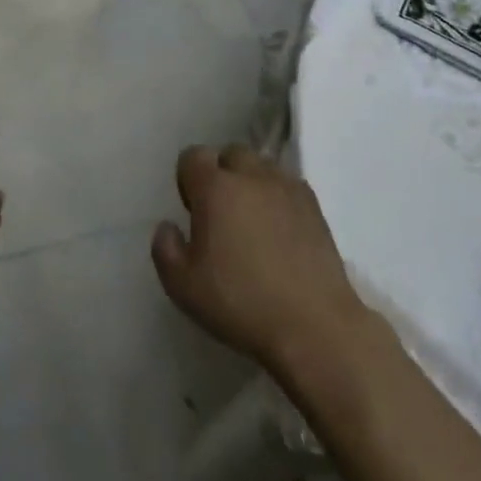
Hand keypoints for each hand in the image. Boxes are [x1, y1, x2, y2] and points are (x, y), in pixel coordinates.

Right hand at [152, 145, 369, 371]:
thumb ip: (165, 249)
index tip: (192, 210)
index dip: (187, 178)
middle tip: (221, 213)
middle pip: (231, 154)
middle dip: (222, 174)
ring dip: (252, 183)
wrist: (314, 326)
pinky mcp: (315, 207)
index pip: (193, 156)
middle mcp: (251, 176)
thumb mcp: (183, 286)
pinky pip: (288, 186)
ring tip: (253, 221)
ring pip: (263, 167)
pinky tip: (281, 232)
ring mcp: (287, 188)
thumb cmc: (241, 303)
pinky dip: (279, 198)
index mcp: (215, 188)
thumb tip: (168, 226)